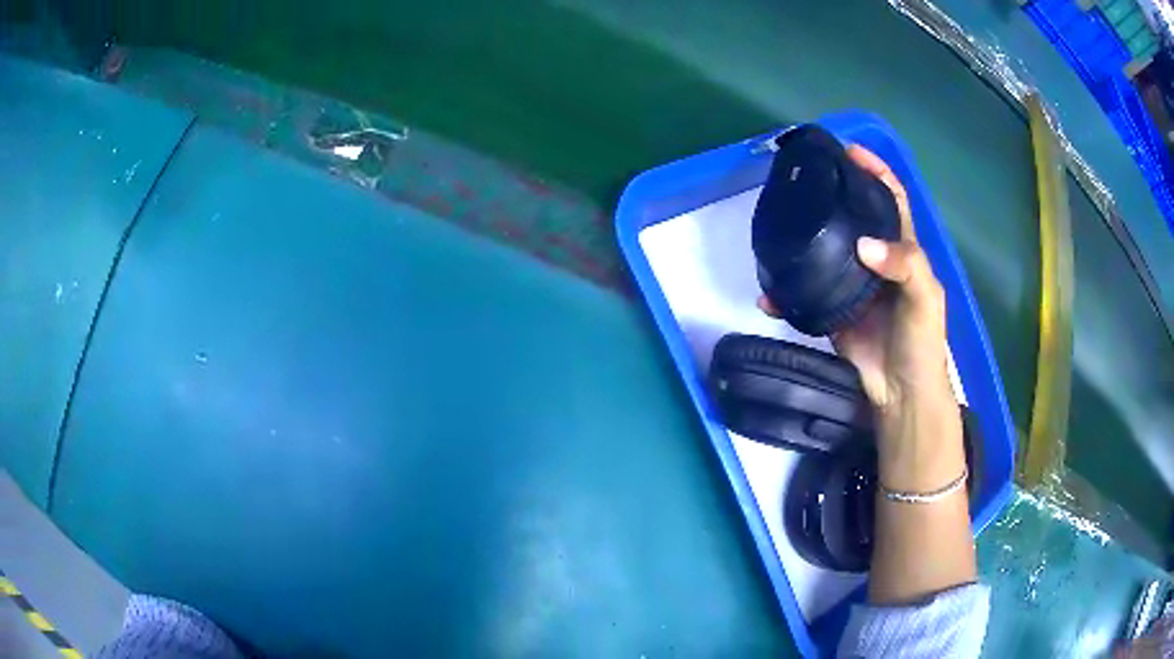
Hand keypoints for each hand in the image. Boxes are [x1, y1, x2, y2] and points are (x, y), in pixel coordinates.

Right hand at [758, 145, 961, 488]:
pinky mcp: (833, 309)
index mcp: (903, 250)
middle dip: (834, 194)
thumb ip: (905, 266)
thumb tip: (862, 245)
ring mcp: (853, 283)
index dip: (876, 172)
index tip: (849, 152)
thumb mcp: (926, 298)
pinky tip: (769, 294)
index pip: (891, 199)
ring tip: (781, 222)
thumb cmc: (922, 342)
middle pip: (855, 216)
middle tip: (806, 180)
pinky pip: (807, 293)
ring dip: (806, 238)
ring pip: (826, 249)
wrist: (900, 392)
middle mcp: (877, 259)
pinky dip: (786, 295)